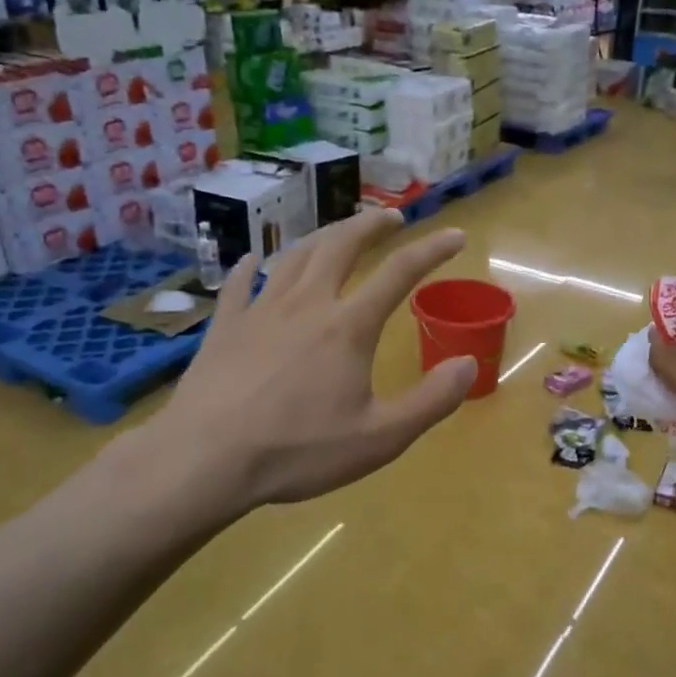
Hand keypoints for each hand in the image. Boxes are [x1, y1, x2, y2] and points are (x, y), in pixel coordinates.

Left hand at [140, 208, 474, 511]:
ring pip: (294, 256)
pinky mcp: (224, 327)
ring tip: (336, 232)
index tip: (455, 235)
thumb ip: (432, 400)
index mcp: (348, 327)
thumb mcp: (381, 438)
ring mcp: (260, 311)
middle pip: (341, 246)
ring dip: (321, 236)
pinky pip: (239, 284)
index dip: (432, 250)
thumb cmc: (299, 451)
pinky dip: (252, 266)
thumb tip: (469, 363)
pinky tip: (254, 260)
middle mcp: (307, 305)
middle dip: (370, 224)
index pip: (400, 273)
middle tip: (390, 217)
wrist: (207, 459)